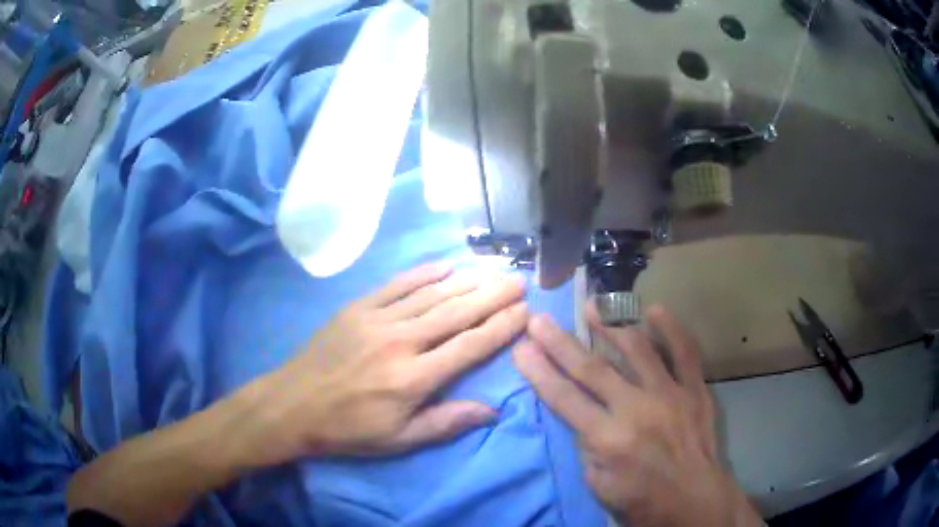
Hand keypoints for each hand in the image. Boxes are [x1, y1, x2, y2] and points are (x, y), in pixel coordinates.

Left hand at [244, 262, 526, 464]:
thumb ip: (446, 423)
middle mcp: (401, 342)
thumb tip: (491, 410)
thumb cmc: (349, 429)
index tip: (524, 312)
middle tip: (518, 281)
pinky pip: (398, 284)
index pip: (469, 346)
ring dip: (466, 281)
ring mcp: (377, 319)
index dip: (500, 327)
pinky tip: (446, 266)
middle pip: (457, 313)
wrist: (293, 404)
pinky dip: (424, 273)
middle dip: (492, 296)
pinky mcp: (358, 307)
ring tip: (493, 272)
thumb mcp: (399, 440)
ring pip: (432, 294)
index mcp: (413, 378)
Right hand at [514, 304, 760, 526]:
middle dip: (560, 342)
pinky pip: (685, 351)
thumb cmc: (642, 500)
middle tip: (540, 319)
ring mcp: (670, 394)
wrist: (695, 500)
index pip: (564, 398)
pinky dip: (671, 328)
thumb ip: (587, 447)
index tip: (521, 348)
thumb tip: (582, 415)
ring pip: (637, 350)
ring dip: (611, 326)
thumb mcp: (599, 485)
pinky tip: (654, 311)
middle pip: (591, 368)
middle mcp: (637, 409)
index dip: (538, 371)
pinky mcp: (695, 389)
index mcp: (609, 439)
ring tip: (592, 308)